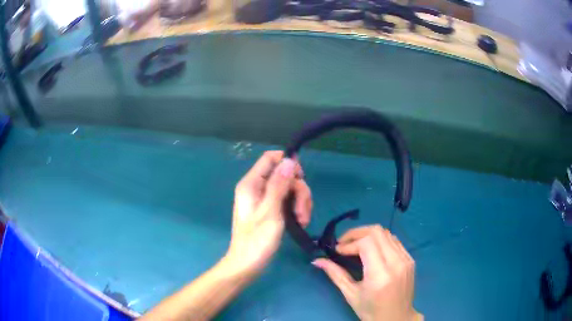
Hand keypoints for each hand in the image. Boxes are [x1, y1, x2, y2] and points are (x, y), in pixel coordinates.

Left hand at [225, 151, 311, 274]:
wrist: (247, 264)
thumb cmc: (257, 240)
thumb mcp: (270, 211)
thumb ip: (279, 185)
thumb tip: (289, 160)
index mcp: (251, 184)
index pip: (270, 158)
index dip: (287, 162)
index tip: (301, 177)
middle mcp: (257, 187)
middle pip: (284, 175)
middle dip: (298, 190)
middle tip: (301, 211)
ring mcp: (264, 199)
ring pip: (289, 188)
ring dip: (300, 202)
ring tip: (302, 220)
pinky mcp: (270, 210)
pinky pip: (287, 201)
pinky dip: (296, 209)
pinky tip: (300, 222)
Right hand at [313, 225, 422, 320]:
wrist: (397, 318)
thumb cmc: (371, 311)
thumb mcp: (351, 294)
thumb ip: (335, 274)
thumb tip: (317, 260)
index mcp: (380, 274)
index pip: (366, 243)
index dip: (349, 242)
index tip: (337, 250)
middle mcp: (397, 262)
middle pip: (378, 232)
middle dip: (357, 233)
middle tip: (344, 243)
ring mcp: (406, 259)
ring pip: (387, 233)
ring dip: (369, 235)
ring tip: (355, 245)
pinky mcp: (410, 259)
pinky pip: (394, 241)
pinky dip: (380, 240)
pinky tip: (371, 250)